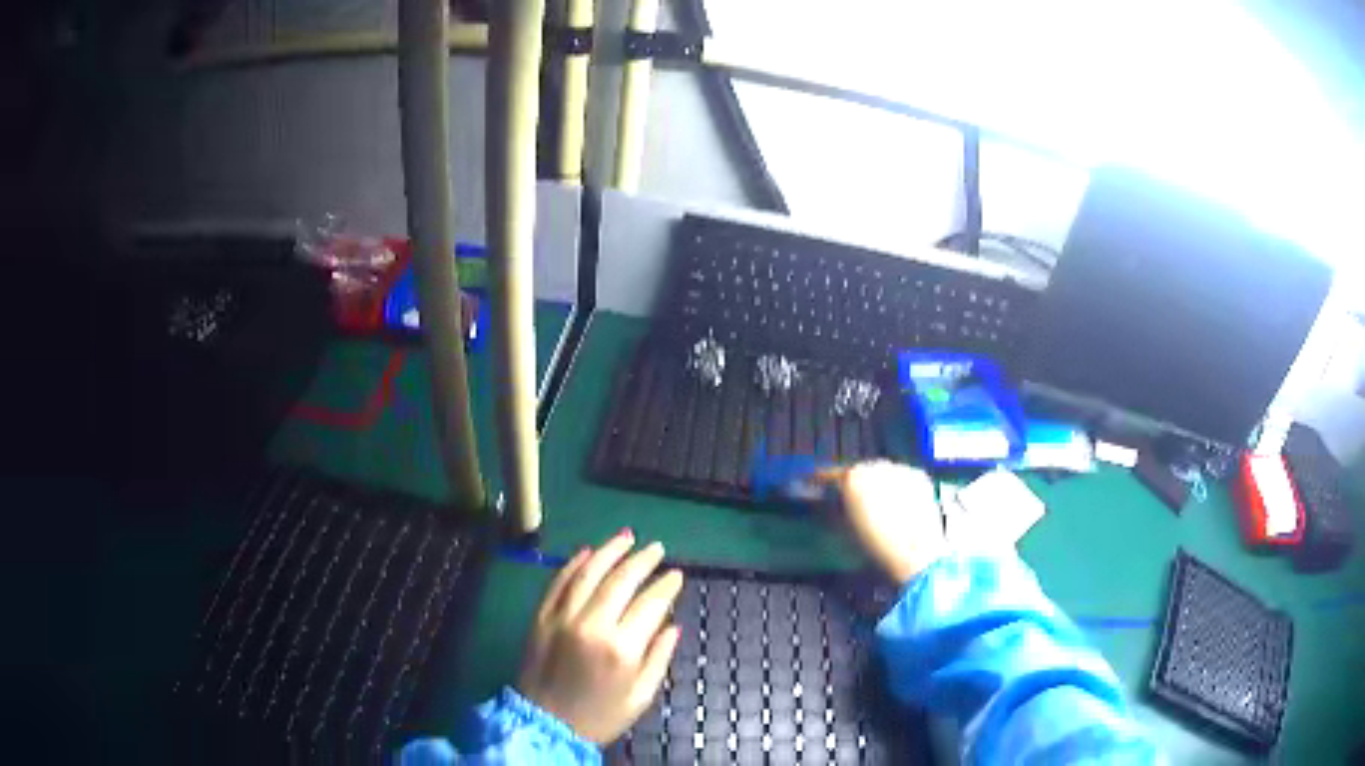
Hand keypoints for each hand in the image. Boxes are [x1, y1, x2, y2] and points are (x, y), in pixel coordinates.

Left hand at [517, 530, 684, 743]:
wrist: (544, 726)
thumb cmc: (600, 716)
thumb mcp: (640, 696)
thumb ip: (659, 658)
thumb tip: (672, 625)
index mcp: (622, 649)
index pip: (650, 603)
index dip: (666, 585)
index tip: (677, 575)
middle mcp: (592, 625)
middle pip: (621, 580)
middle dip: (642, 560)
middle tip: (657, 548)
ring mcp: (562, 618)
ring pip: (588, 573)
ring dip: (609, 551)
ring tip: (627, 537)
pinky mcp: (540, 617)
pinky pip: (558, 582)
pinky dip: (574, 564)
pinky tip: (588, 552)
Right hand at [817, 460, 946, 583]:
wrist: (916, 552)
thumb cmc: (876, 546)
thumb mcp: (844, 529)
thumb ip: (831, 509)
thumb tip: (825, 501)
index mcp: (853, 477)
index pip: (829, 474)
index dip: (819, 480)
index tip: (812, 483)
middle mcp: (876, 466)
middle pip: (858, 470)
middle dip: (853, 483)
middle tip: (850, 500)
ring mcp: (900, 469)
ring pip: (882, 472)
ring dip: (876, 483)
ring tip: (877, 504)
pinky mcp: (918, 476)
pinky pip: (901, 477)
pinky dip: (897, 486)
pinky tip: (898, 504)